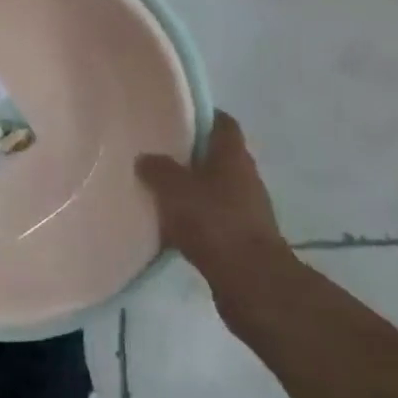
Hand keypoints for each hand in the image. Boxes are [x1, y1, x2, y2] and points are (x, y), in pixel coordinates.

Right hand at [136, 113, 287, 286]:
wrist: (251, 283)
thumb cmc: (214, 223)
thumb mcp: (175, 189)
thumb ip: (157, 169)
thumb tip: (145, 158)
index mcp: (233, 155)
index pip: (222, 122)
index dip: (201, 115)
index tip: (174, 114)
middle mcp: (244, 177)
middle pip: (216, 156)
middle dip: (188, 154)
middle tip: (156, 152)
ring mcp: (246, 209)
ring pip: (213, 188)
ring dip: (190, 189)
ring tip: (157, 189)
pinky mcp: (241, 238)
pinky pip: (212, 219)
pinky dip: (193, 218)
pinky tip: (169, 225)